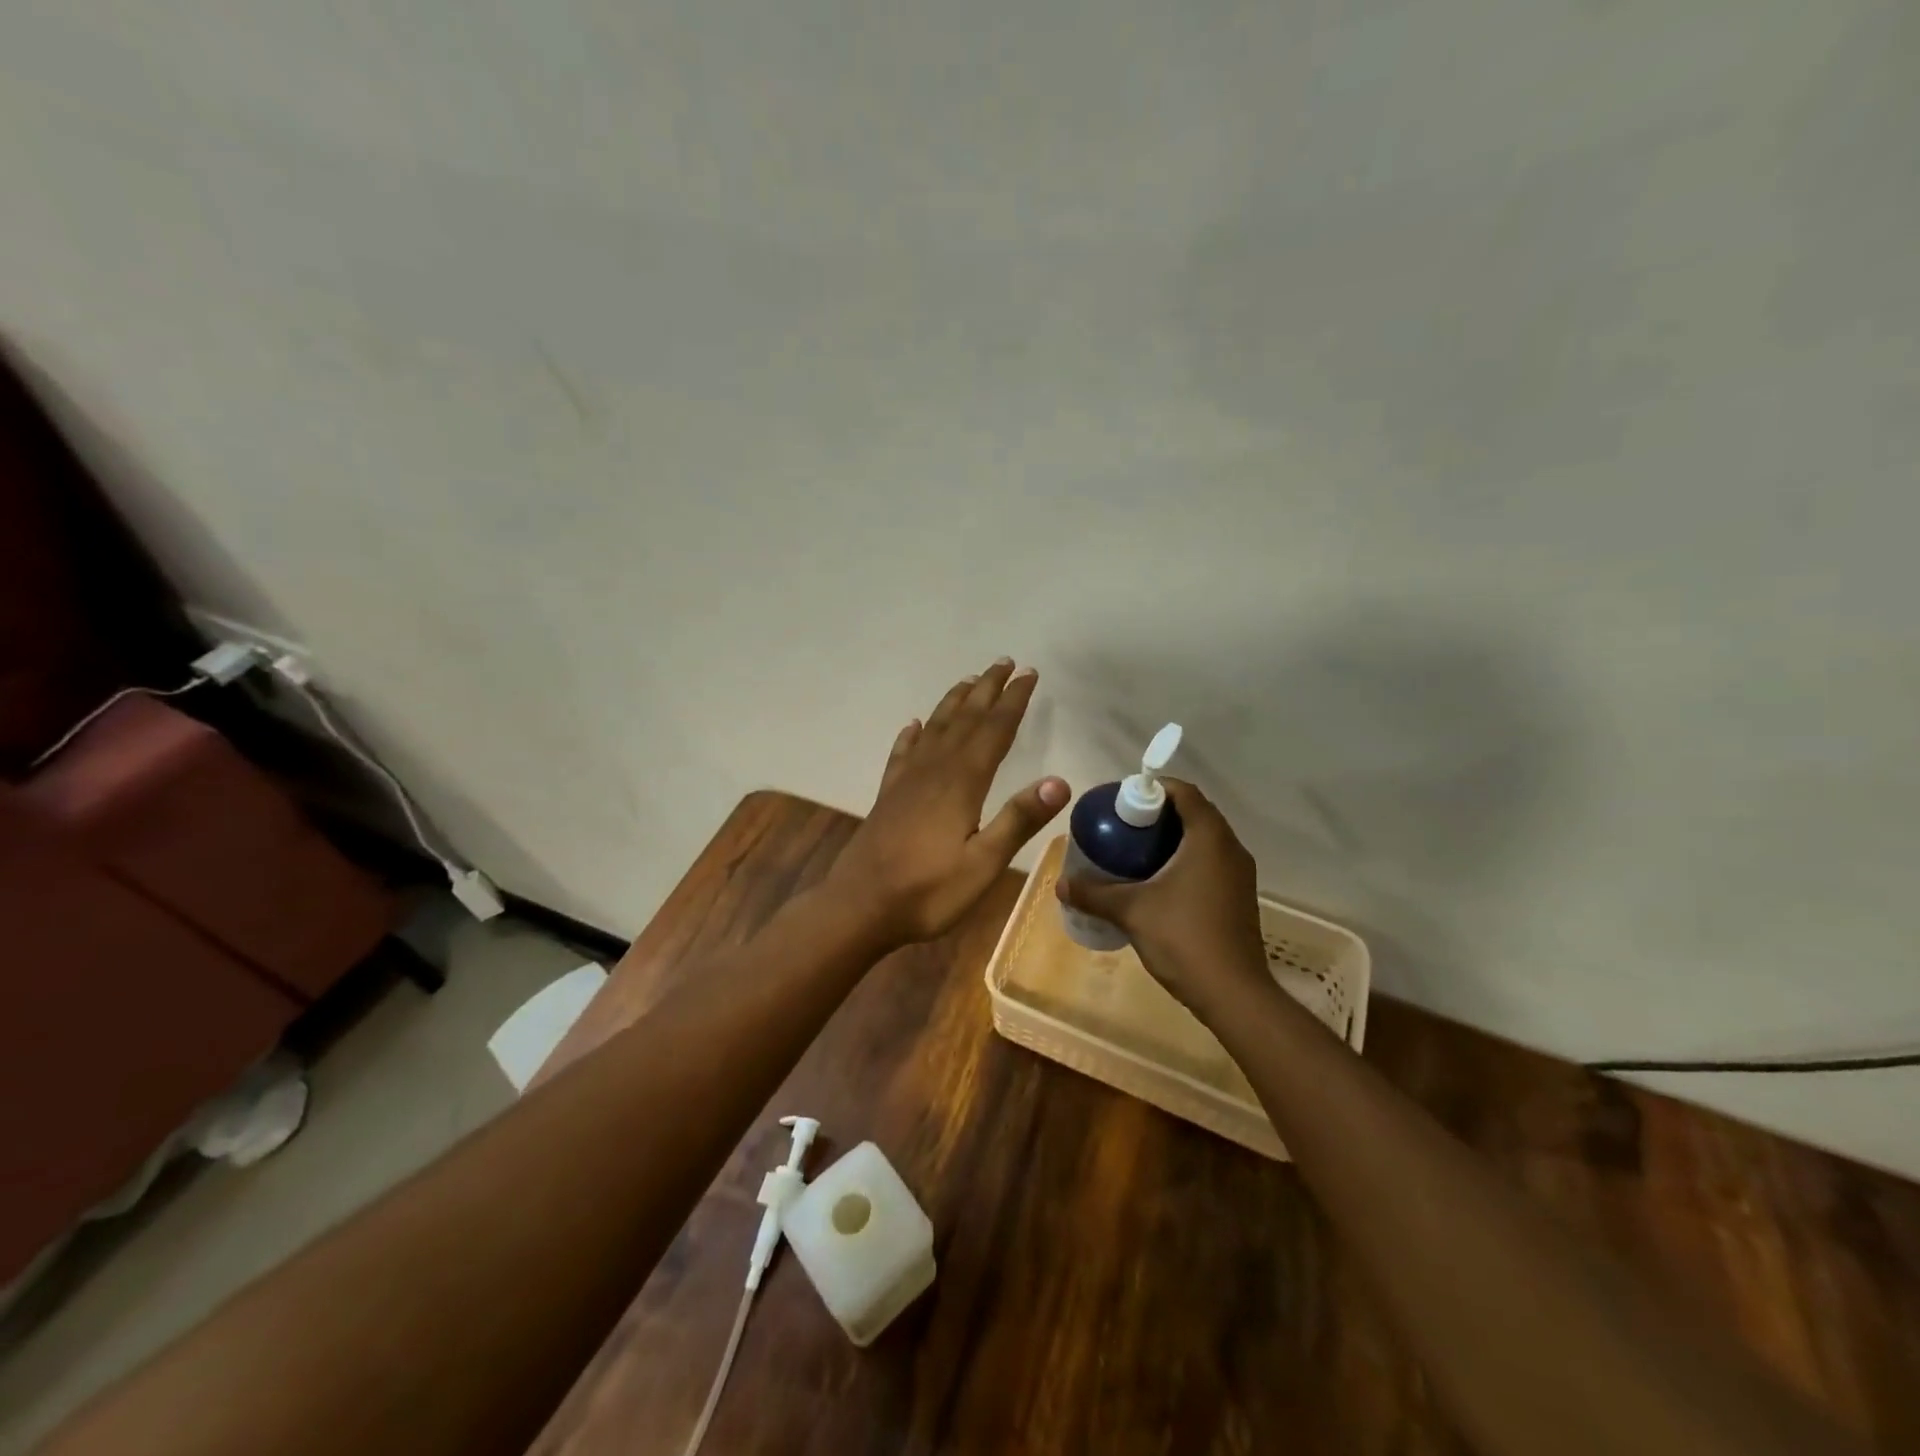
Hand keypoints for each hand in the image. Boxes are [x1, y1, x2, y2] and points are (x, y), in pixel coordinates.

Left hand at [825, 658, 1069, 947]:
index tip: (1029, 674)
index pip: (994, 730)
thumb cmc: (927, 891)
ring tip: (968, 681)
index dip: (1013, 701)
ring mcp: (906, 780)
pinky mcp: (888, 795)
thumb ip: (1018, 820)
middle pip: (965, 719)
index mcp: (962, 782)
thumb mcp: (983, 865)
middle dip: (987, 690)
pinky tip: (914, 726)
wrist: (859, 906)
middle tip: (1004, 663)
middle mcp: (934, 770)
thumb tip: (1059, 781)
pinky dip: (912, 735)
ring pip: (935, 729)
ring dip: (954, 703)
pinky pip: (902, 753)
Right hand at [1053, 779, 1268, 1017]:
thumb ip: (1094, 894)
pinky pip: (1210, 862)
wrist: (1234, 994)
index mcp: (1209, 839)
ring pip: (1203, 840)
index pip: (1185, 792)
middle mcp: (1230, 848)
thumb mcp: (1131, 911)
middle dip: (1158, 814)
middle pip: (1194, 813)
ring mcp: (1239, 874)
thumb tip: (1060, 884)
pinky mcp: (1239, 897)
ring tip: (1134, 850)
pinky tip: (1157, 881)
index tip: (1123, 799)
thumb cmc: (1184, 938)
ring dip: (1172, 838)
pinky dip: (1184, 860)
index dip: (1154, 788)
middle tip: (1122, 825)